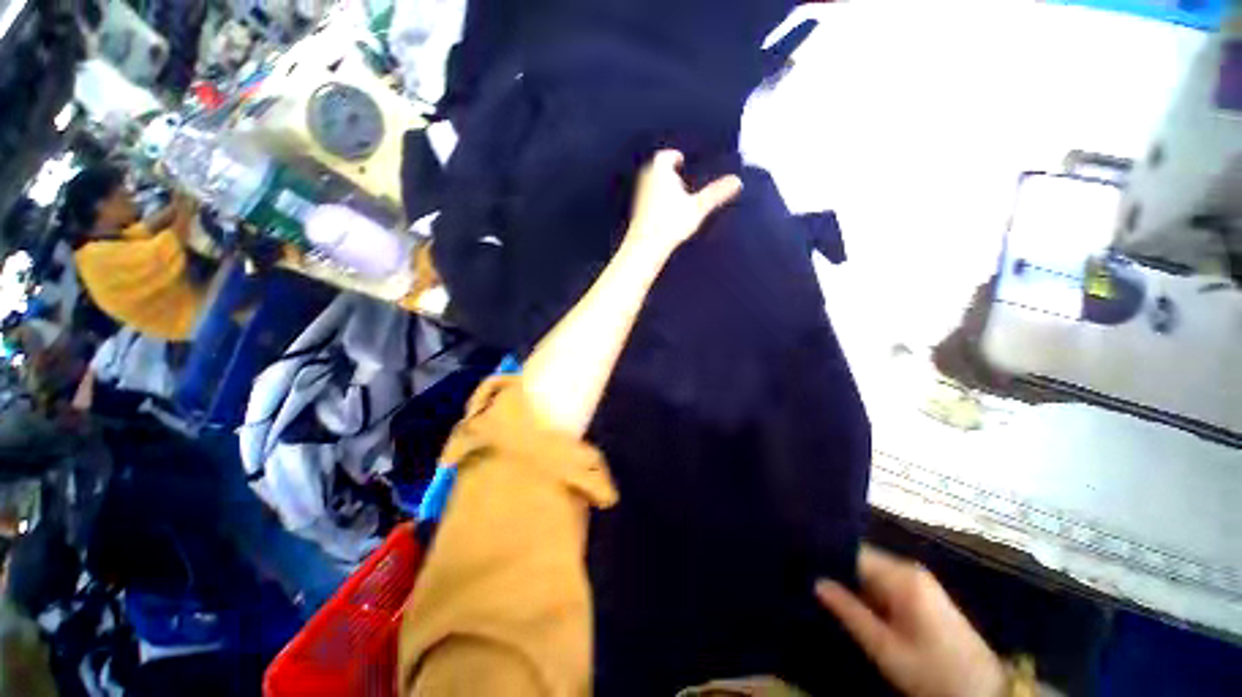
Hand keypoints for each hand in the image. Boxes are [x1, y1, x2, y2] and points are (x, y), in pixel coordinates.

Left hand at [621, 150, 742, 262]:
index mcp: (660, 171)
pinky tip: (665, 214)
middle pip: (656, 169)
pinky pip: (646, 200)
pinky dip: (655, 201)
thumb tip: (737, 181)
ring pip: (650, 184)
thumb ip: (716, 193)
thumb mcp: (698, 207)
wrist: (645, 246)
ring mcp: (639, 196)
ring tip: (675, 196)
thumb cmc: (671, 223)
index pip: (666, 156)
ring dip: (661, 186)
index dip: (673, 157)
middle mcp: (646, 179)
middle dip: (667, 172)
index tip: (680, 161)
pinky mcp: (636, 211)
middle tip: (679, 177)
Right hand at [816, 546, 1004, 696]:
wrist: (982, 692)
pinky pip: (884, 584)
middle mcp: (909, 569)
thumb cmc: (931, 670)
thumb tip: (816, 581)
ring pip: (872, 573)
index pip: (853, 552)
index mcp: (901, 576)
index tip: (802, 563)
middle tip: (808, 581)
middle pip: (862, 561)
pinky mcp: (922, 595)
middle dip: (838, 571)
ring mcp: (918, 582)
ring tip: (823, 591)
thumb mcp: (886, 648)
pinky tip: (852, 604)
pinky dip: (867, 593)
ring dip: (851, 584)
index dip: (827, 557)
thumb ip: (849, 612)